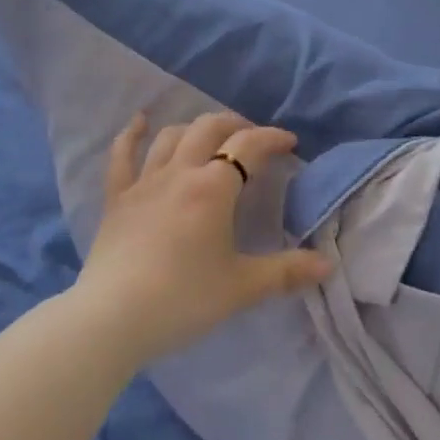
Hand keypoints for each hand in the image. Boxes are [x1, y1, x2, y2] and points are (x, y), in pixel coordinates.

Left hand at [75, 111, 332, 365]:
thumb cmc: (183, 299)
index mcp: (213, 188)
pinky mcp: (116, 198)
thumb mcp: (241, 288)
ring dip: (195, 129)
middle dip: (236, 126)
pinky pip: (122, 156)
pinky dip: (132, 134)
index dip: (272, 138)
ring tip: (210, 138)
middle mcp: (180, 172)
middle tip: (252, 140)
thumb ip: (286, 272)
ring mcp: (144, 182)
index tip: (290, 143)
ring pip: (171, 136)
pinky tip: (140, 120)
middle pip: (210, 129)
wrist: (111, 318)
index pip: (249, 146)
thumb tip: (327, 264)